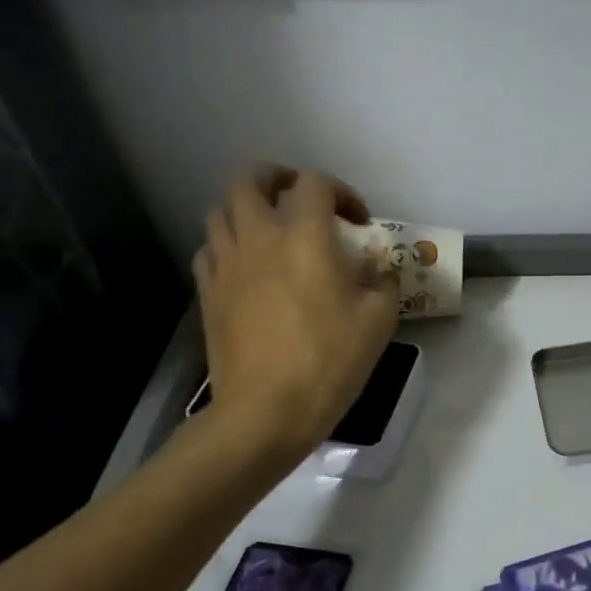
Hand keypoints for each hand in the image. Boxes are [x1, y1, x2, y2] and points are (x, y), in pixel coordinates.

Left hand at [194, 168, 398, 456]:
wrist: (266, 411)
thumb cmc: (329, 361)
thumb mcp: (379, 321)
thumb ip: (382, 282)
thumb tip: (377, 270)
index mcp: (305, 237)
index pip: (315, 183)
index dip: (342, 192)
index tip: (359, 222)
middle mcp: (259, 238)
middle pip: (250, 180)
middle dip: (276, 179)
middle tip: (299, 198)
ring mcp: (226, 264)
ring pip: (221, 210)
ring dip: (246, 208)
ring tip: (270, 229)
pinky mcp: (208, 292)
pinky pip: (209, 249)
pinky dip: (227, 244)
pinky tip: (246, 266)